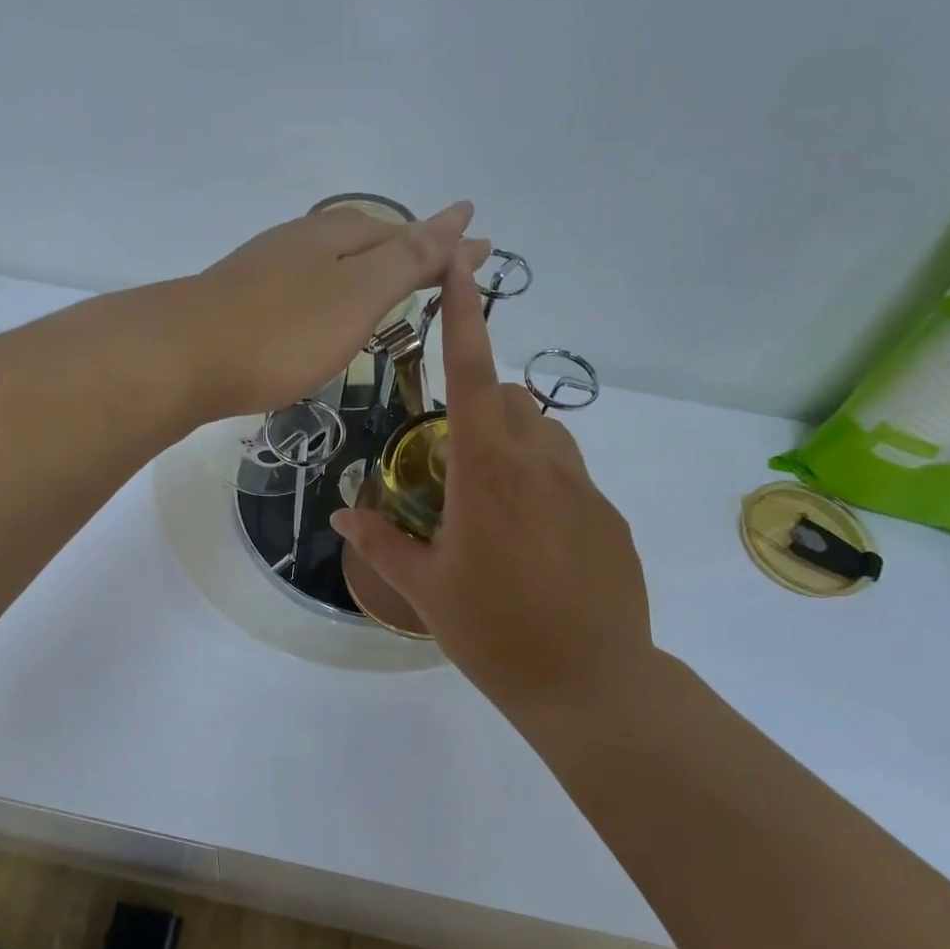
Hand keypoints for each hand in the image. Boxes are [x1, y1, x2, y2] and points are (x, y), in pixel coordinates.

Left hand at [182, 202, 487, 415]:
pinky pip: (302, 288)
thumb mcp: (357, 294)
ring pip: (329, 263)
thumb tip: (458, 214)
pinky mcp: (240, 303)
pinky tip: (321, 311)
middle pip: (366, 240)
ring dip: (366, 270)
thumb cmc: (282, 331)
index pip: (404, 234)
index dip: (442, 245)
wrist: (181, 359)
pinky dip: (329, 293)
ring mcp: (264, 271)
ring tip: (389, 285)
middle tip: (440, 267)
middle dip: (406, 251)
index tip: (480, 249)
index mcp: (335, 235)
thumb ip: (406, 259)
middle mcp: (299, 242)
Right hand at [330, 259, 654, 740]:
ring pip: (545, 433)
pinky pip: (568, 474)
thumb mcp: (425, 589)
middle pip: (512, 400)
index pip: (474, 374)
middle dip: (480, 401)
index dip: (464, 315)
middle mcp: (542, 464)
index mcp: (489, 472)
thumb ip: (381, 542)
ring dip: (511, 439)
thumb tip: (341, 517)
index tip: (460, 265)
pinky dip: (539, 481)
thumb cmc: (494, 632)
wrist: (590, 683)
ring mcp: (584, 488)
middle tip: (447, 455)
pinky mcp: (608, 516)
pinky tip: (527, 541)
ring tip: (484, 497)